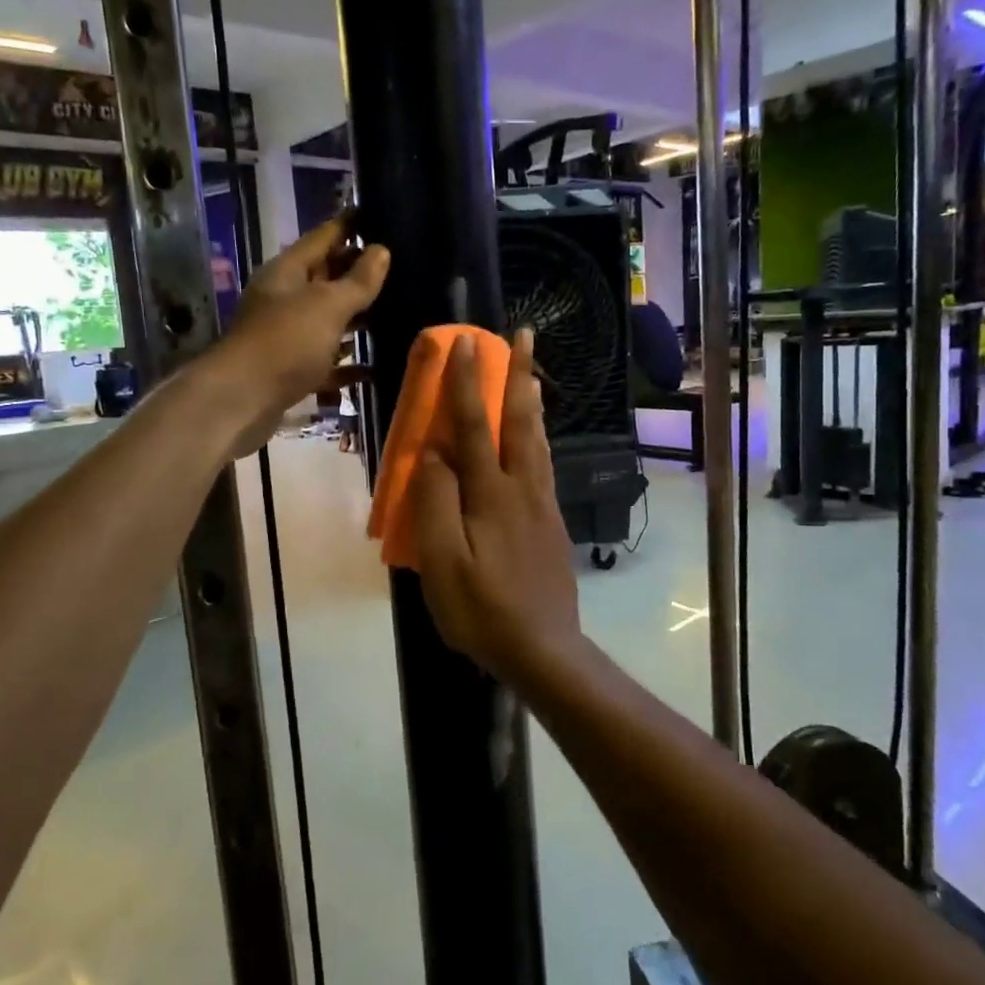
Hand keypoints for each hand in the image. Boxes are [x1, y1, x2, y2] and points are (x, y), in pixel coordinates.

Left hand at [212, 216, 388, 455]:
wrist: (241, 400)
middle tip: (400, 269)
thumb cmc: (286, 342)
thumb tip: (382, 250)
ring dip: (356, 321)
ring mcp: (286, 337)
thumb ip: (358, 281)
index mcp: (288, 272)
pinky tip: (373, 369)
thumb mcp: (328, 305)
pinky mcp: (290, 372)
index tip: (379, 214)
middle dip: (358, 275)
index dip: (350, 226)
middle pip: (326, 280)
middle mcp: (284, 299)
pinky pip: (325, 362)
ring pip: (327, 322)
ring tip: (395, 314)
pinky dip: (346, 365)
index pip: (323, 238)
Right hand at [411, 330, 582, 679]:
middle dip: (520, 374)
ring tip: (533, 374)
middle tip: (525, 335)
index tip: (464, 342)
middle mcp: (523, 488)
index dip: (467, 383)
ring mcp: (542, 505)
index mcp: (492, 494)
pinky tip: (536, 439)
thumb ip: (436, 501)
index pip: (476, 425)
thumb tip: (434, 451)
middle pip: (521, 421)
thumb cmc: (482, 609)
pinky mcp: (551, 524)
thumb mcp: (443, 561)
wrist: (543, 650)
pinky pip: (543, 464)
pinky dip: (539, 436)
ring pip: (538, 440)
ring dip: (532, 401)